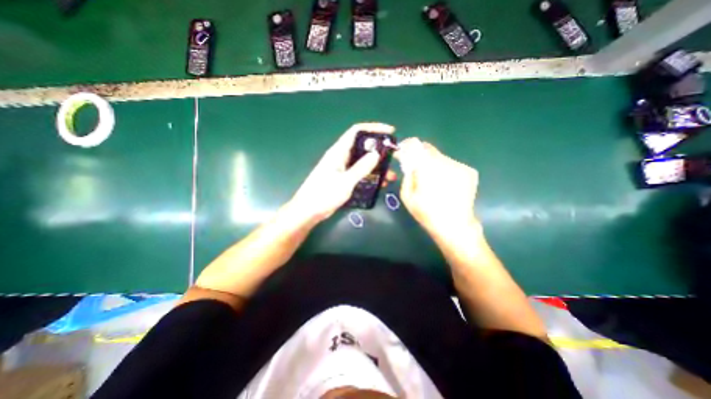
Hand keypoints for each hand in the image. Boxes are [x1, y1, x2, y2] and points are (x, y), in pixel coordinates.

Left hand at [290, 122, 398, 221]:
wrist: (308, 211)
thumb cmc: (324, 195)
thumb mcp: (345, 182)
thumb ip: (361, 168)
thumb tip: (376, 154)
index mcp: (338, 152)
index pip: (357, 131)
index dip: (374, 128)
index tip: (390, 132)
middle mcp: (340, 156)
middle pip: (362, 146)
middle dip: (379, 149)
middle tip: (393, 156)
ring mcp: (342, 168)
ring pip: (362, 161)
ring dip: (376, 166)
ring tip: (390, 175)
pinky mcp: (343, 178)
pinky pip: (359, 172)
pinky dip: (370, 175)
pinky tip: (380, 183)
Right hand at [391, 139, 480, 239]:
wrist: (454, 226)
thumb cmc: (426, 213)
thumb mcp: (407, 196)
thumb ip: (407, 175)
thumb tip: (409, 163)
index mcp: (427, 168)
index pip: (417, 146)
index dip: (409, 146)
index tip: (404, 151)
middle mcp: (445, 162)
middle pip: (430, 150)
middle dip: (421, 157)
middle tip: (417, 169)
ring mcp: (460, 166)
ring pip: (441, 158)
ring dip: (434, 164)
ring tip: (433, 181)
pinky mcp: (470, 171)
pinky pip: (452, 165)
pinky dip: (446, 170)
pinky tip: (445, 184)